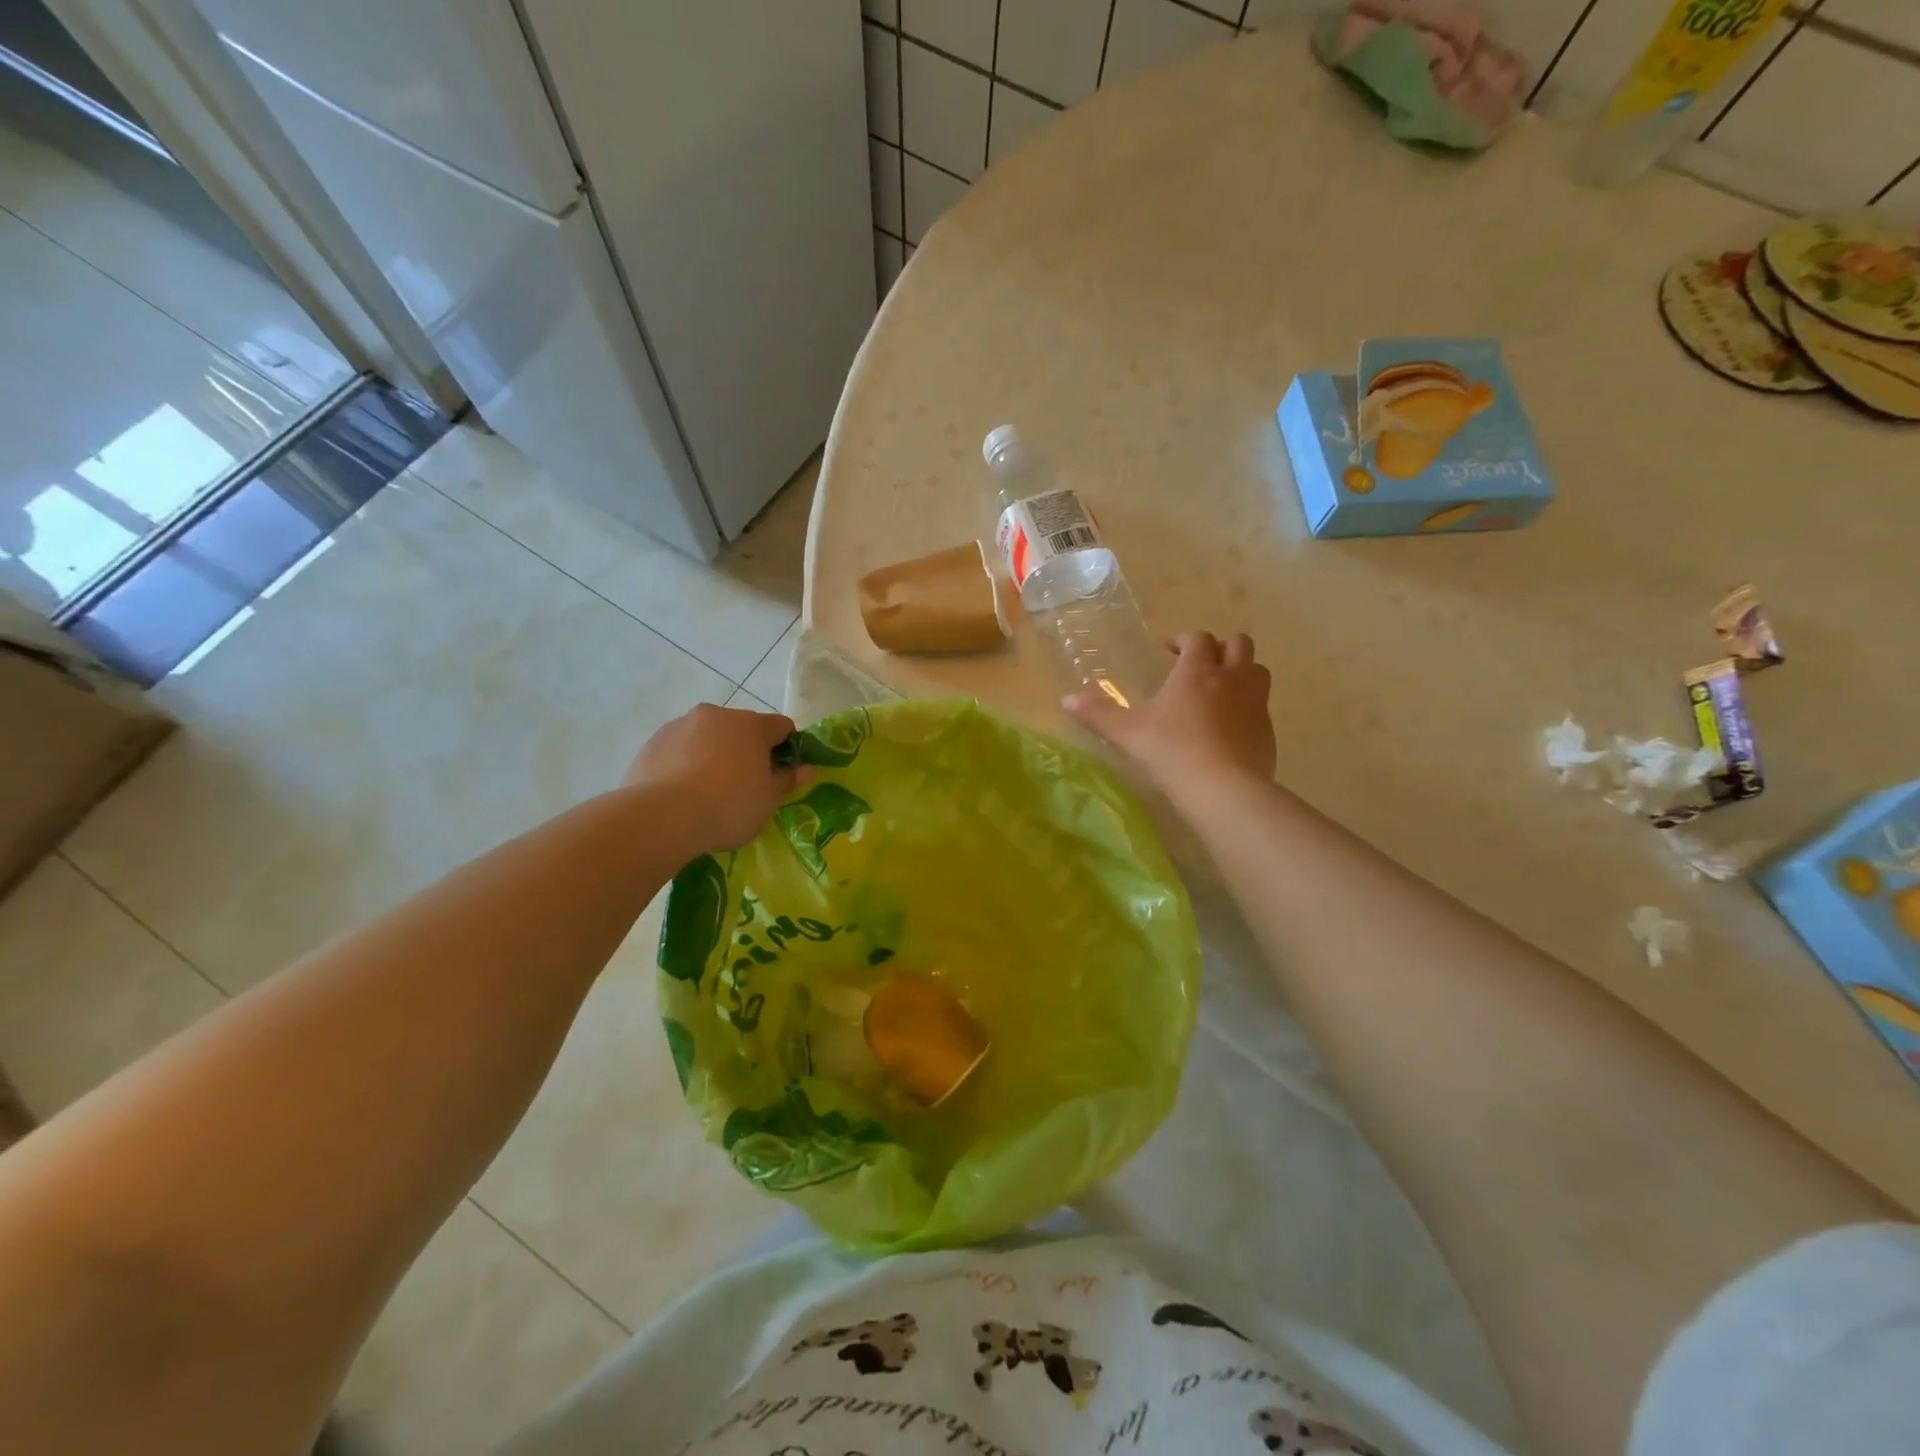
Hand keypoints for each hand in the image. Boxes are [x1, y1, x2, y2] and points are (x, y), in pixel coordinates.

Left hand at [624, 703, 810, 853]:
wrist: (661, 818)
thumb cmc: (728, 807)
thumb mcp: (768, 801)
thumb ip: (787, 780)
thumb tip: (806, 768)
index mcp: (751, 725)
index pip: (782, 726)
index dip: (787, 748)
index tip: (781, 773)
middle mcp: (717, 715)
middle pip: (742, 728)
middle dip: (747, 750)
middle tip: (744, 785)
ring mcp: (680, 725)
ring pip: (708, 737)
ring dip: (714, 754)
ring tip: (707, 791)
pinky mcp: (652, 742)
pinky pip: (679, 749)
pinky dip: (685, 763)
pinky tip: (681, 793)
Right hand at [1063, 631, 1274, 799]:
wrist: (1223, 788)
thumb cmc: (1171, 751)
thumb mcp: (1128, 733)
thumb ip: (1098, 714)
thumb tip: (1066, 700)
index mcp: (1196, 671)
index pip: (1198, 638)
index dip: (1184, 640)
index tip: (1169, 652)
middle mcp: (1231, 677)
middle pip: (1239, 644)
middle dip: (1220, 648)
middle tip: (1200, 665)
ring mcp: (1255, 703)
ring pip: (1258, 671)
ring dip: (1242, 672)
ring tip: (1220, 690)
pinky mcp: (1267, 729)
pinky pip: (1262, 706)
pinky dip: (1248, 707)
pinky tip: (1229, 728)